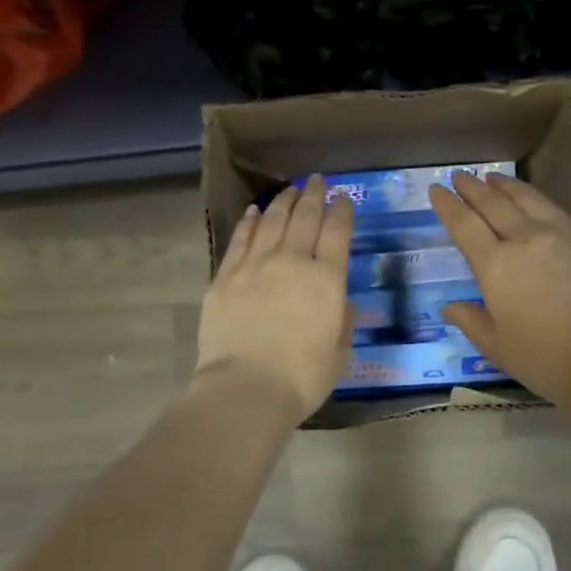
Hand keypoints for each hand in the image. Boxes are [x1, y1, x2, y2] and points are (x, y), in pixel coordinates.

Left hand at [195, 174, 354, 424]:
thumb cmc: (302, 378)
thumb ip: (342, 321)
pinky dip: (250, 221)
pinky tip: (255, 211)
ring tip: (290, 189)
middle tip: (317, 180)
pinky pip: (241, 239)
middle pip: (305, 217)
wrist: (245, 389)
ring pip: (273, 221)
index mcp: (327, 280)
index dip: (342, 211)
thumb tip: (340, 301)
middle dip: (314, 195)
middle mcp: (293, 262)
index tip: (344, 198)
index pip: (338, 232)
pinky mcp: (226, 276)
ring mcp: (256, 265)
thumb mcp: (339, 352)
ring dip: (284, 201)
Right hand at [430, 173, 570, 406]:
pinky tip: (531, 199)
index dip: (448, 205)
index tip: (436, 189)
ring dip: (504, 185)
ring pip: (525, 198)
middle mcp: (524, 239)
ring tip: (491, 177)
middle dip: (472, 187)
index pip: (464, 225)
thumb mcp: (497, 346)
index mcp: (496, 265)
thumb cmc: (546, 360)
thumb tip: (449, 307)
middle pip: (493, 203)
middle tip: (458, 175)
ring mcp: (558, 235)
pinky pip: (552, 208)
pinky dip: (533, 196)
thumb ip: (471, 320)